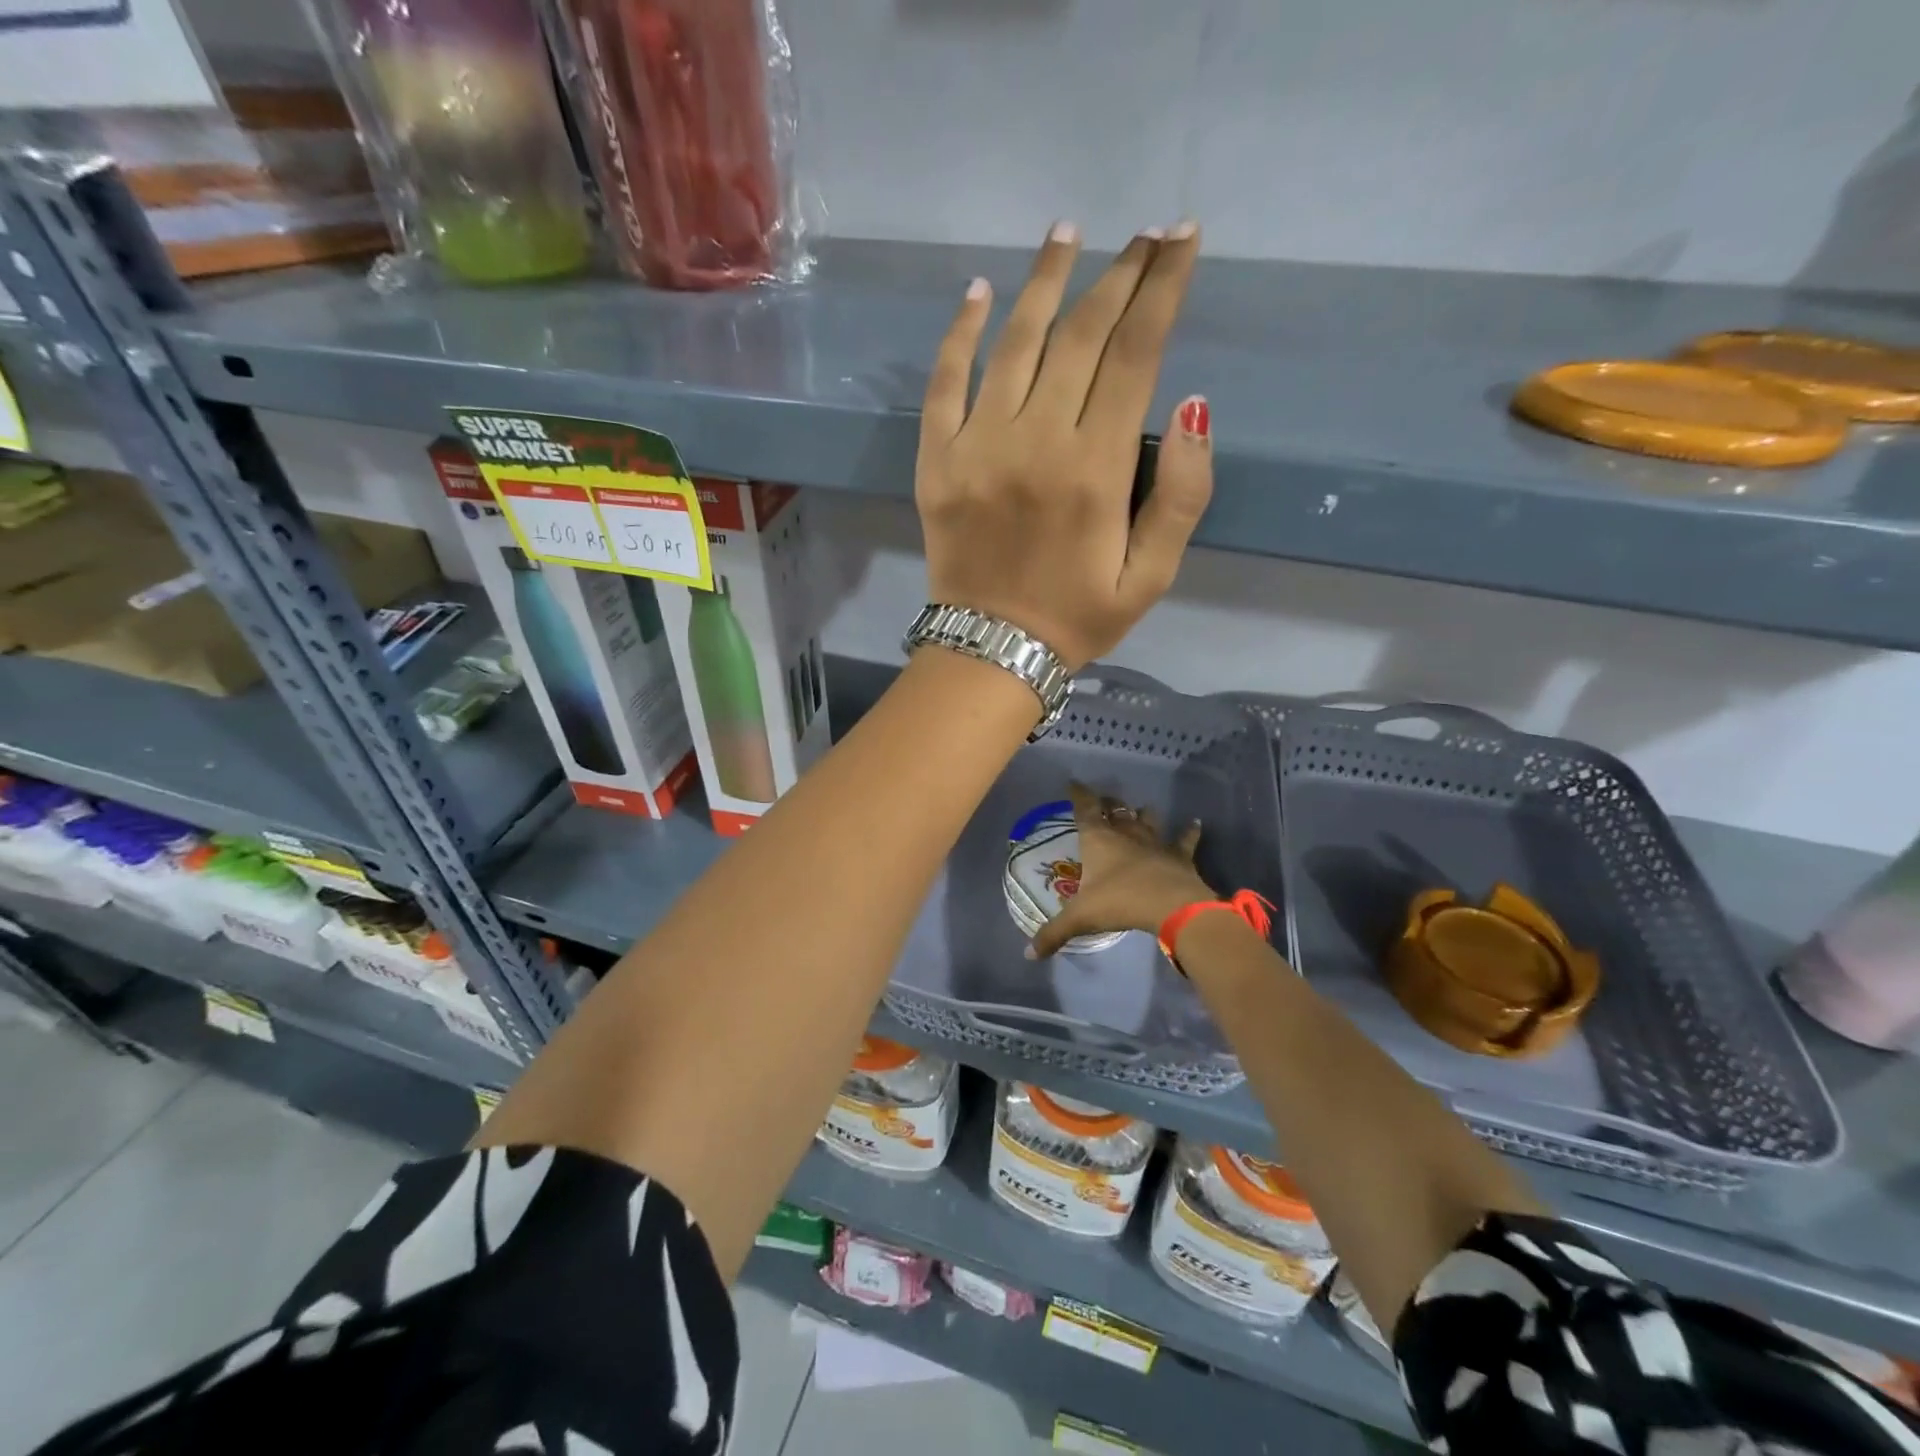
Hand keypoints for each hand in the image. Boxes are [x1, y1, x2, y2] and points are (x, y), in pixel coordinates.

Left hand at [915, 221, 1213, 670]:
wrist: (990, 651)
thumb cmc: (1078, 618)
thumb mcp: (1152, 576)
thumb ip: (1183, 495)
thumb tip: (1196, 404)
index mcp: (1095, 470)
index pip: (1135, 354)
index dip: (1163, 289)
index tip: (1182, 240)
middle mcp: (1035, 442)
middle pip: (1081, 335)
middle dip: (1119, 275)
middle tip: (1143, 234)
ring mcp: (976, 446)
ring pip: (1014, 342)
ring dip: (1045, 282)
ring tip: (1069, 234)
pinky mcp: (935, 461)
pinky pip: (944, 382)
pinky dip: (959, 334)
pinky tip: (978, 292)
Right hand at [1029, 781, 1213, 958]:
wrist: (1170, 904)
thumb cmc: (1119, 902)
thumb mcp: (1080, 918)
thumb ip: (1053, 934)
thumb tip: (1028, 954)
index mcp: (1098, 839)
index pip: (1085, 808)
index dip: (1079, 795)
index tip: (1073, 783)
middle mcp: (1125, 833)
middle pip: (1116, 810)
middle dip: (1108, 804)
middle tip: (1104, 802)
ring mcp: (1155, 841)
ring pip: (1148, 819)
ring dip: (1143, 814)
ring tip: (1141, 809)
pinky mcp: (1179, 855)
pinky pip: (1185, 839)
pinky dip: (1190, 830)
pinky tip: (1196, 822)